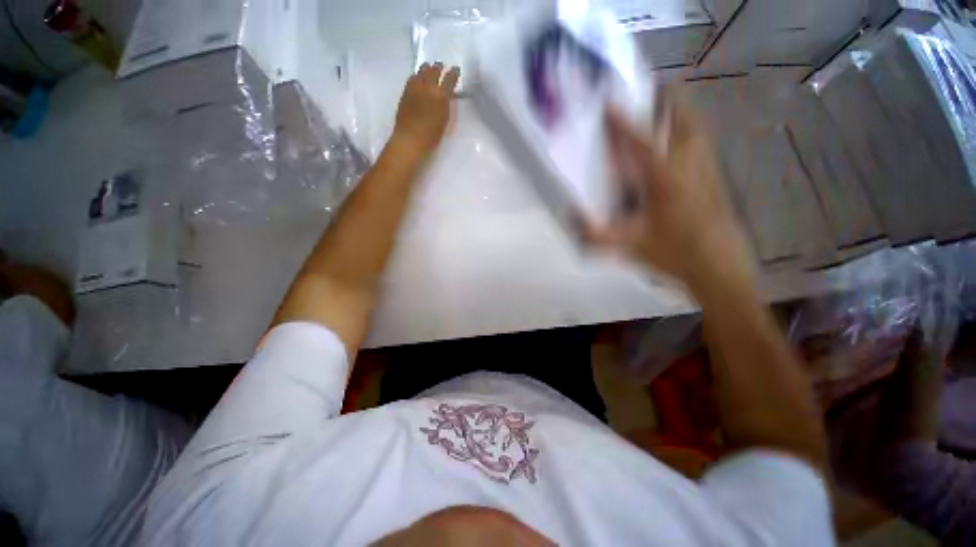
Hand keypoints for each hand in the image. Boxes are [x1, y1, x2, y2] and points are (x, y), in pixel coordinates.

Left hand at [392, 62, 460, 157]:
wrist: (410, 139)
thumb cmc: (431, 136)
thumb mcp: (444, 120)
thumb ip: (446, 105)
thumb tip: (446, 97)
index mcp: (441, 96)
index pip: (449, 80)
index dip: (453, 73)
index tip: (456, 69)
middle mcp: (428, 88)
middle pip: (434, 71)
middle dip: (438, 67)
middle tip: (441, 65)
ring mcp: (415, 88)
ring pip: (421, 72)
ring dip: (427, 69)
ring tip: (429, 67)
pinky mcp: (405, 92)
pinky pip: (412, 78)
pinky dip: (417, 75)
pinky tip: (417, 77)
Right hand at [585, 90, 753, 288]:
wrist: (718, 268)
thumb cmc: (674, 254)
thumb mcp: (630, 246)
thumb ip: (598, 236)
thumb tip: (573, 224)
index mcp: (664, 181)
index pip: (640, 144)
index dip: (623, 124)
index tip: (610, 105)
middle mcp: (688, 168)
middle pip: (682, 123)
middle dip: (668, 101)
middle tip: (656, 84)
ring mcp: (707, 172)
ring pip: (697, 132)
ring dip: (682, 113)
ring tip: (670, 103)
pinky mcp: (716, 181)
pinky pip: (703, 146)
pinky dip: (692, 133)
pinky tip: (685, 139)